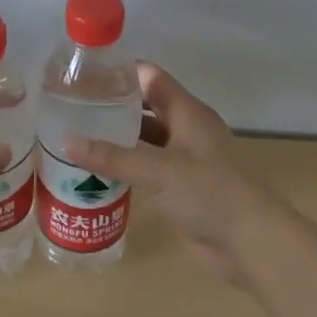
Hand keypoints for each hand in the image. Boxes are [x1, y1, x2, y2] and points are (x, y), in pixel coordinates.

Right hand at [64, 63, 281, 284]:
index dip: (119, 72)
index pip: (149, 77)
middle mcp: (185, 130)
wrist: (250, 243)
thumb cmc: (210, 193)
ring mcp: (183, 160)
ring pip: (143, 139)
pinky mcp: (179, 188)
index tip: (82, 74)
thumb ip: (112, 156)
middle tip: (69, 107)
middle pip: (144, 107)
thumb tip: (66, 141)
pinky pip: (145, 168)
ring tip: (74, 135)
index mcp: (187, 112)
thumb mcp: (158, 170)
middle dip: (111, 106)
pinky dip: (124, 166)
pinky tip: (95, 170)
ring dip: (115, 138)